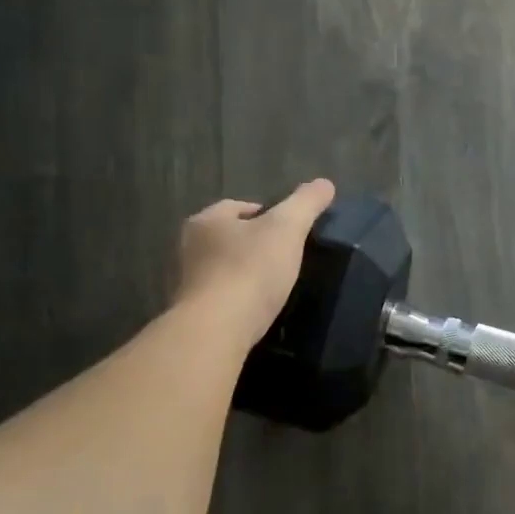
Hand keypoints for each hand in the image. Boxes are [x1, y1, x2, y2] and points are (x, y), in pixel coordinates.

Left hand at [174, 179, 335, 346]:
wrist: (217, 329)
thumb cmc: (250, 270)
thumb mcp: (287, 229)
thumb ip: (306, 204)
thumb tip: (325, 183)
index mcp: (207, 220)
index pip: (237, 206)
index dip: (265, 213)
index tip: (289, 229)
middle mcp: (189, 248)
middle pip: (228, 238)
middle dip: (253, 244)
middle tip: (285, 256)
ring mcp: (189, 283)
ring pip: (224, 269)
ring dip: (245, 273)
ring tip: (275, 284)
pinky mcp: (195, 315)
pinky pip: (222, 299)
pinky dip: (238, 299)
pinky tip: (258, 308)